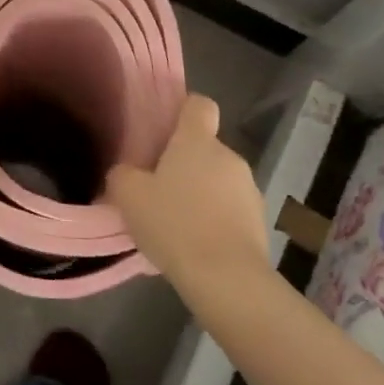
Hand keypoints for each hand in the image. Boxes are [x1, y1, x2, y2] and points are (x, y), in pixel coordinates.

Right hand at [106, 94, 270, 286]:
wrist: (227, 280)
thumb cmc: (174, 224)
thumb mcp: (128, 196)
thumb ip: (123, 174)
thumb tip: (127, 172)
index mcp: (197, 141)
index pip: (198, 104)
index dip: (182, 110)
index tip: (164, 129)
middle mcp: (229, 157)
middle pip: (205, 147)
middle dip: (185, 163)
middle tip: (158, 188)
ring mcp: (250, 190)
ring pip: (218, 180)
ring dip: (202, 193)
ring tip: (176, 222)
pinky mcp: (260, 223)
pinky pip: (231, 210)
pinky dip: (216, 220)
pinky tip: (196, 244)